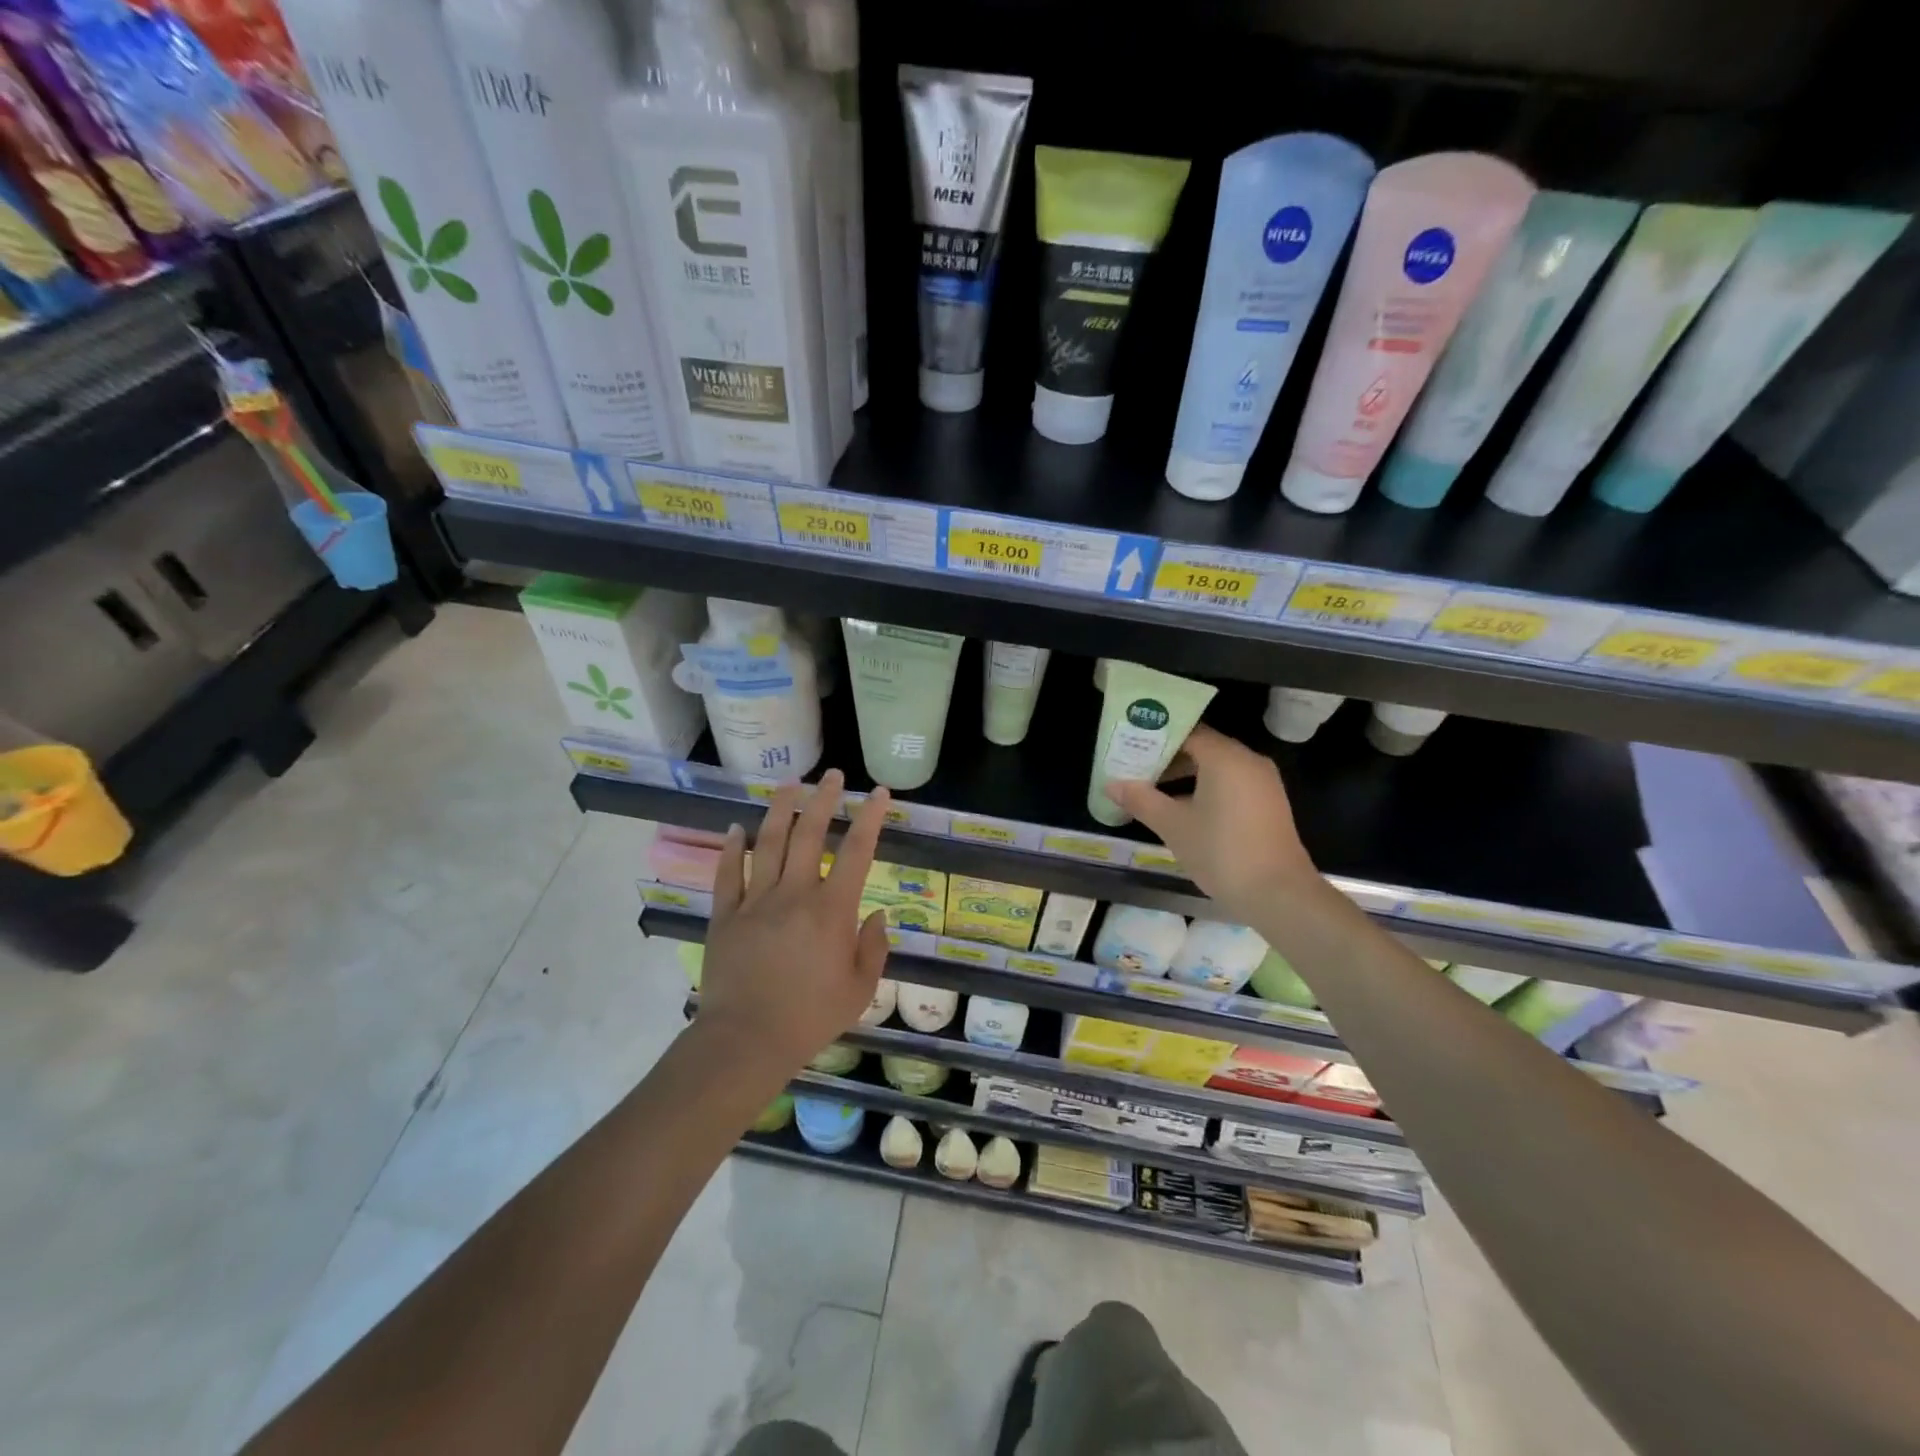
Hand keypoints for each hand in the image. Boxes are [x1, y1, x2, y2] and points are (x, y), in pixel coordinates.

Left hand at [700, 769, 891, 1076]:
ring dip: (780, 809)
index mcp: (832, 909)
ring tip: (789, 784)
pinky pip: (727, 874)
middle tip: (832, 776)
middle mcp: (794, 893)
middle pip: (809, 833)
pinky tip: (735, 829)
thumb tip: (877, 914)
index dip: (871, 818)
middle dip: (823, 799)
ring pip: (767, 842)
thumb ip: (874, 948)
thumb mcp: (860, 989)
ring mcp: (755, 901)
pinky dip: (731, 848)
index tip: (879, 793)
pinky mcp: (725, 916)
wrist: (746, 1041)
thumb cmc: (810, 1017)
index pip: (857, 851)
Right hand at [1107, 724, 1318, 921]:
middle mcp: (1248, 761)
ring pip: (1217, 766)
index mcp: (1225, 757)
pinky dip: (1205, 787)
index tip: (1129, 746)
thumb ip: (1141, 800)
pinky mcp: (1268, 804)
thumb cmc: (1221, 852)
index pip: (1186, 732)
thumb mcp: (1173, 826)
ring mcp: (1262, 783)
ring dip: (1185, 775)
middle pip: (1202, 747)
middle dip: (1167, 757)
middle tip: (1134, 769)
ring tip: (1152, 790)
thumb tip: (1111, 784)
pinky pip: (1231, 783)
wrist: (1278, 895)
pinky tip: (1183, 809)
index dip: (1155, 738)